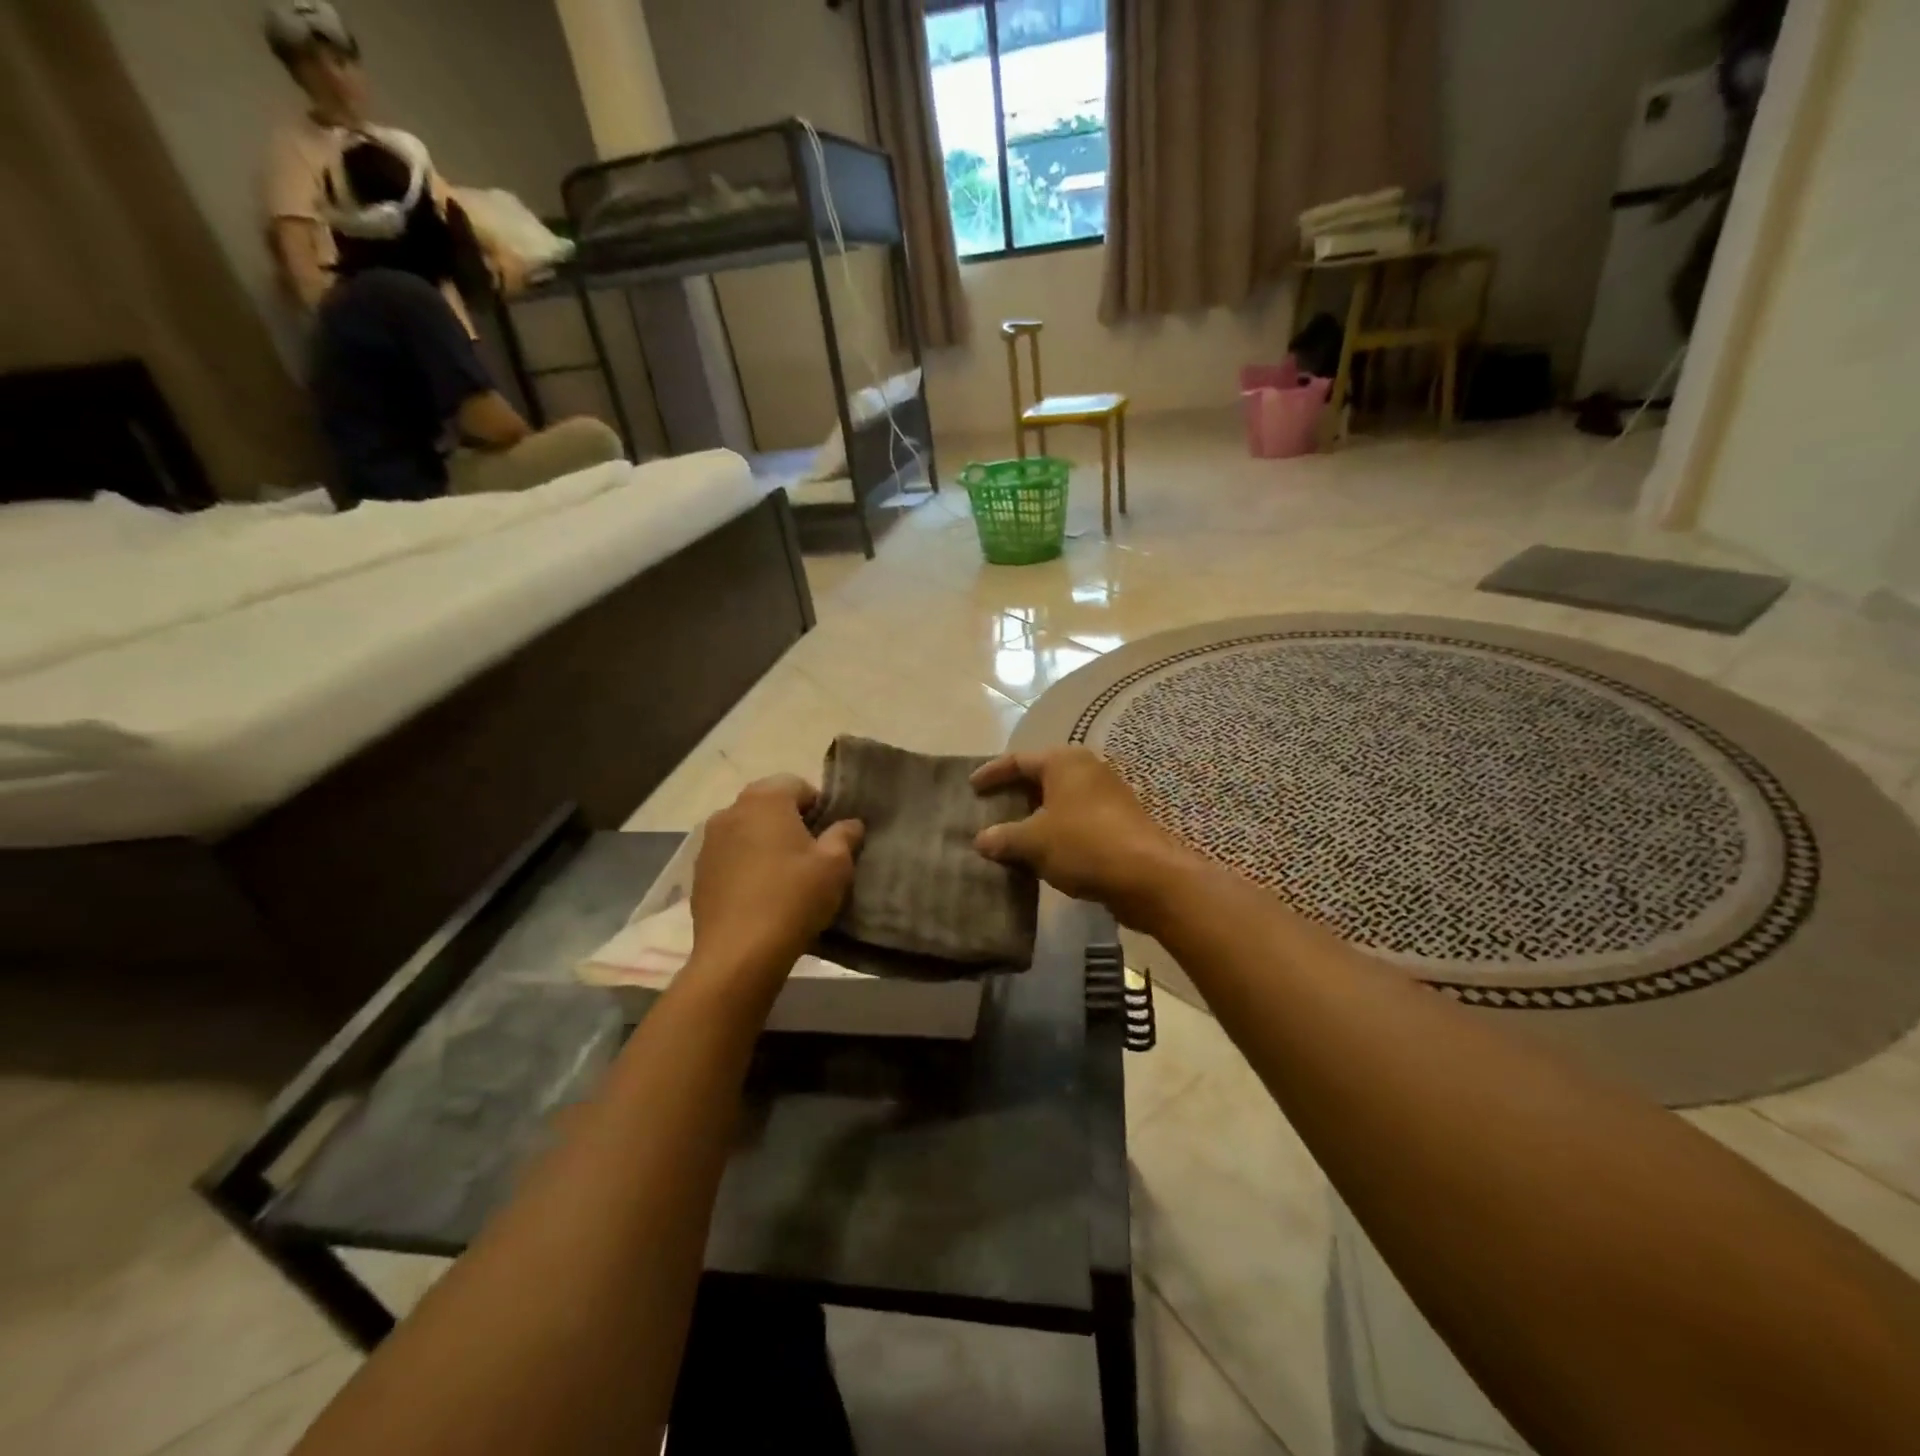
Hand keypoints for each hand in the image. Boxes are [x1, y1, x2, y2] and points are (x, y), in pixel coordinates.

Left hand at [689, 776, 863, 983]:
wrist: (739, 953)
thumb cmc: (793, 898)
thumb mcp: (835, 865)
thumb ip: (845, 835)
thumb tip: (850, 823)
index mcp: (765, 799)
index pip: (799, 785)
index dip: (819, 807)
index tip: (830, 837)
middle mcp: (731, 810)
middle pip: (769, 805)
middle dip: (791, 823)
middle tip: (811, 856)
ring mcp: (709, 842)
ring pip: (747, 831)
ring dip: (766, 843)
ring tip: (785, 877)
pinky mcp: (698, 872)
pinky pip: (730, 856)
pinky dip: (746, 865)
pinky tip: (760, 895)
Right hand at [971, 747, 1192, 927]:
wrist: (1148, 876)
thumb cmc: (1084, 844)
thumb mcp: (1034, 841)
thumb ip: (1004, 837)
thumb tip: (981, 840)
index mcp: (1064, 762)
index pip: (1018, 760)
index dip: (992, 773)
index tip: (971, 787)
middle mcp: (1087, 769)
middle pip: (1041, 777)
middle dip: (1014, 794)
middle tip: (989, 809)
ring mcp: (1107, 795)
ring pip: (1060, 800)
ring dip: (1035, 815)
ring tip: (1011, 833)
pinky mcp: (1118, 821)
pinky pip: (1076, 819)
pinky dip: (1055, 830)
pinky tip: (1042, 851)